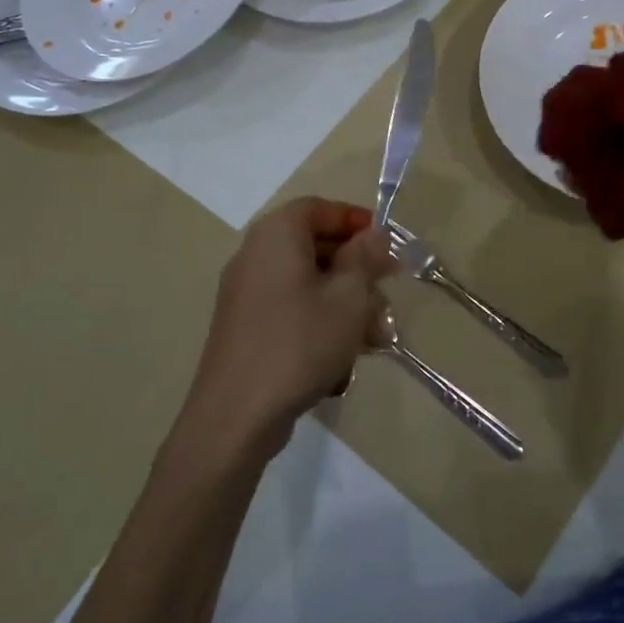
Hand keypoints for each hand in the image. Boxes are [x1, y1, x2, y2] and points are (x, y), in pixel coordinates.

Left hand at [184, 197, 394, 460]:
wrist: (236, 415)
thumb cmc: (300, 343)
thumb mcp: (348, 297)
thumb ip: (365, 258)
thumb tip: (374, 234)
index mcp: (276, 235)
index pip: (319, 208)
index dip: (355, 220)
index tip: (386, 244)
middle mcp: (255, 255)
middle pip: (314, 246)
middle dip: (356, 269)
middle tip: (387, 291)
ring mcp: (246, 294)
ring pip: (307, 283)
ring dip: (344, 302)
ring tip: (375, 336)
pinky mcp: (245, 328)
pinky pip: (291, 310)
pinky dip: (320, 323)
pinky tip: (344, 359)